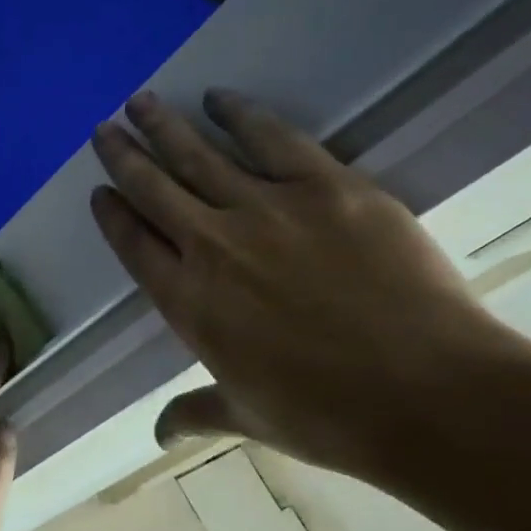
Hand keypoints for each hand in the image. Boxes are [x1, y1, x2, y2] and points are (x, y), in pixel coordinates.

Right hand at [89, 90, 516, 485]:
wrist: (431, 396)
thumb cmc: (329, 417)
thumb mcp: (249, 418)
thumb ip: (197, 412)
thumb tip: (159, 433)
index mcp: (188, 302)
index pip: (133, 245)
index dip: (112, 214)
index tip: (99, 191)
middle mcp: (212, 246)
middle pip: (153, 188)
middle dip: (124, 156)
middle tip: (104, 128)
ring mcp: (267, 211)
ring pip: (199, 156)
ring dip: (165, 127)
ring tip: (141, 102)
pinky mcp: (326, 187)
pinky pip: (271, 139)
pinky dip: (240, 116)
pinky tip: (219, 98)